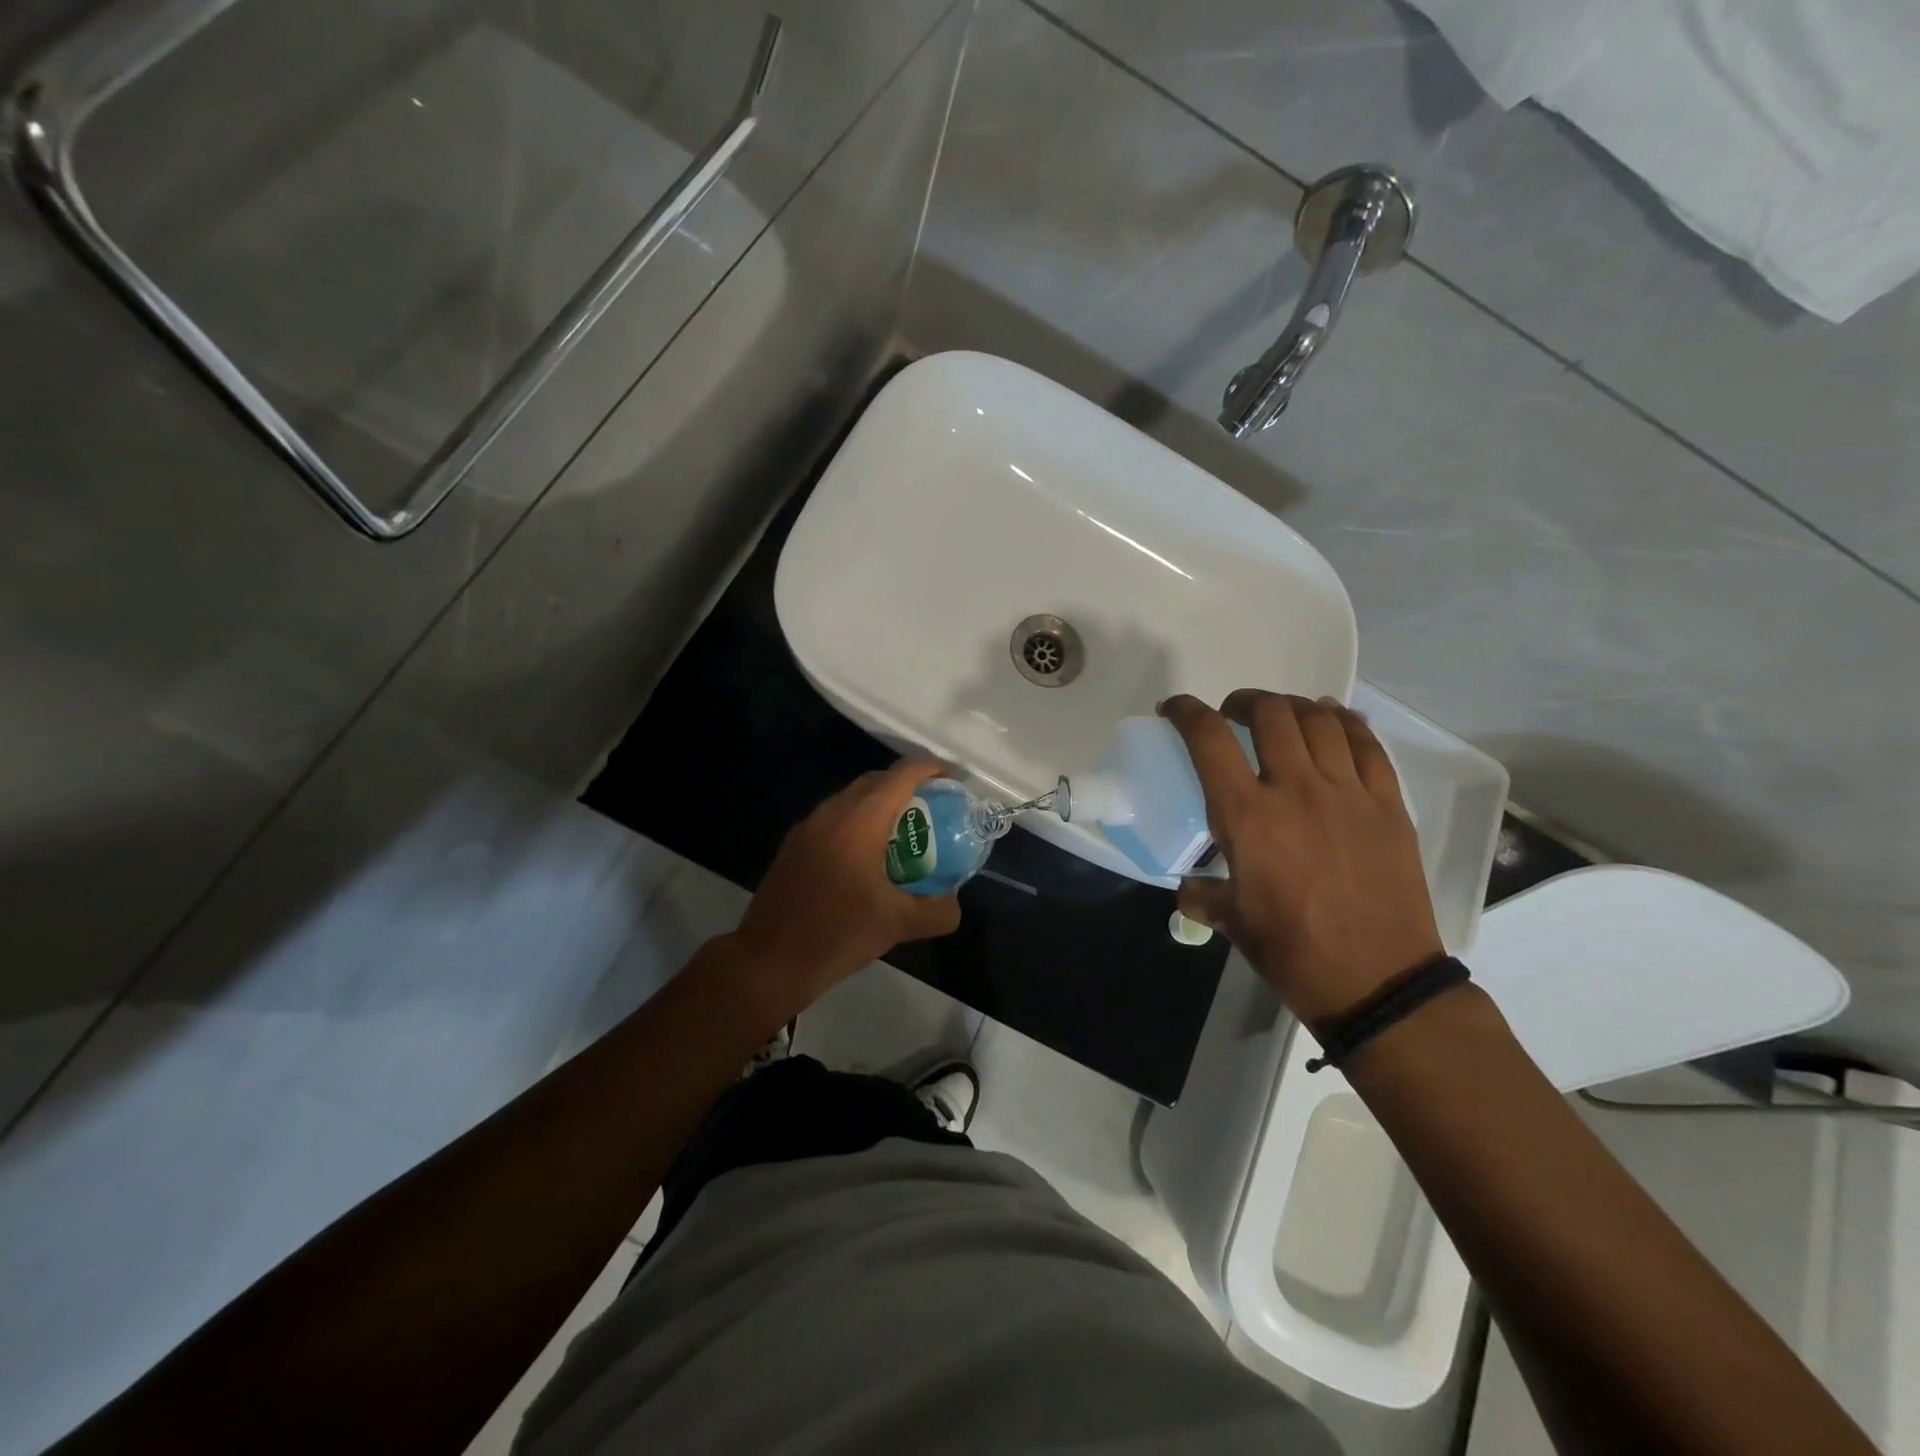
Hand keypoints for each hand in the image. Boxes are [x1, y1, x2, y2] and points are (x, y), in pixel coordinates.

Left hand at [727, 759, 962, 1021]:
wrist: (768, 962)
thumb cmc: (837, 934)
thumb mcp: (899, 925)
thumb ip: (938, 911)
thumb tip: (954, 902)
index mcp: (860, 820)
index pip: (902, 775)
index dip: (932, 769)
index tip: (955, 780)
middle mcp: (832, 813)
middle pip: (876, 781)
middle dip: (908, 786)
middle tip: (935, 809)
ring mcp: (808, 828)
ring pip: (852, 799)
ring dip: (881, 805)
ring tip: (906, 833)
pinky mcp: (794, 847)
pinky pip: (834, 819)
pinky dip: (858, 823)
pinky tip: (869, 858)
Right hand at [1162, 691, 1441, 1029]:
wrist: (1378, 981)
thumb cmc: (1292, 951)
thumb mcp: (1231, 922)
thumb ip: (1201, 895)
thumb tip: (1189, 887)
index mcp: (1247, 815)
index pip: (1209, 738)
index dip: (1186, 712)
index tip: (1174, 710)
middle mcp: (1296, 789)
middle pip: (1270, 714)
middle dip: (1244, 702)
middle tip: (1234, 715)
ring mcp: (1348, 793)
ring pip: (1320, 720)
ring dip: (1292, 707)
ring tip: (1281, 716)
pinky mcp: (1388, 805)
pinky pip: (1368, 745)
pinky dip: (1346, 723)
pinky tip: (1335, 722)